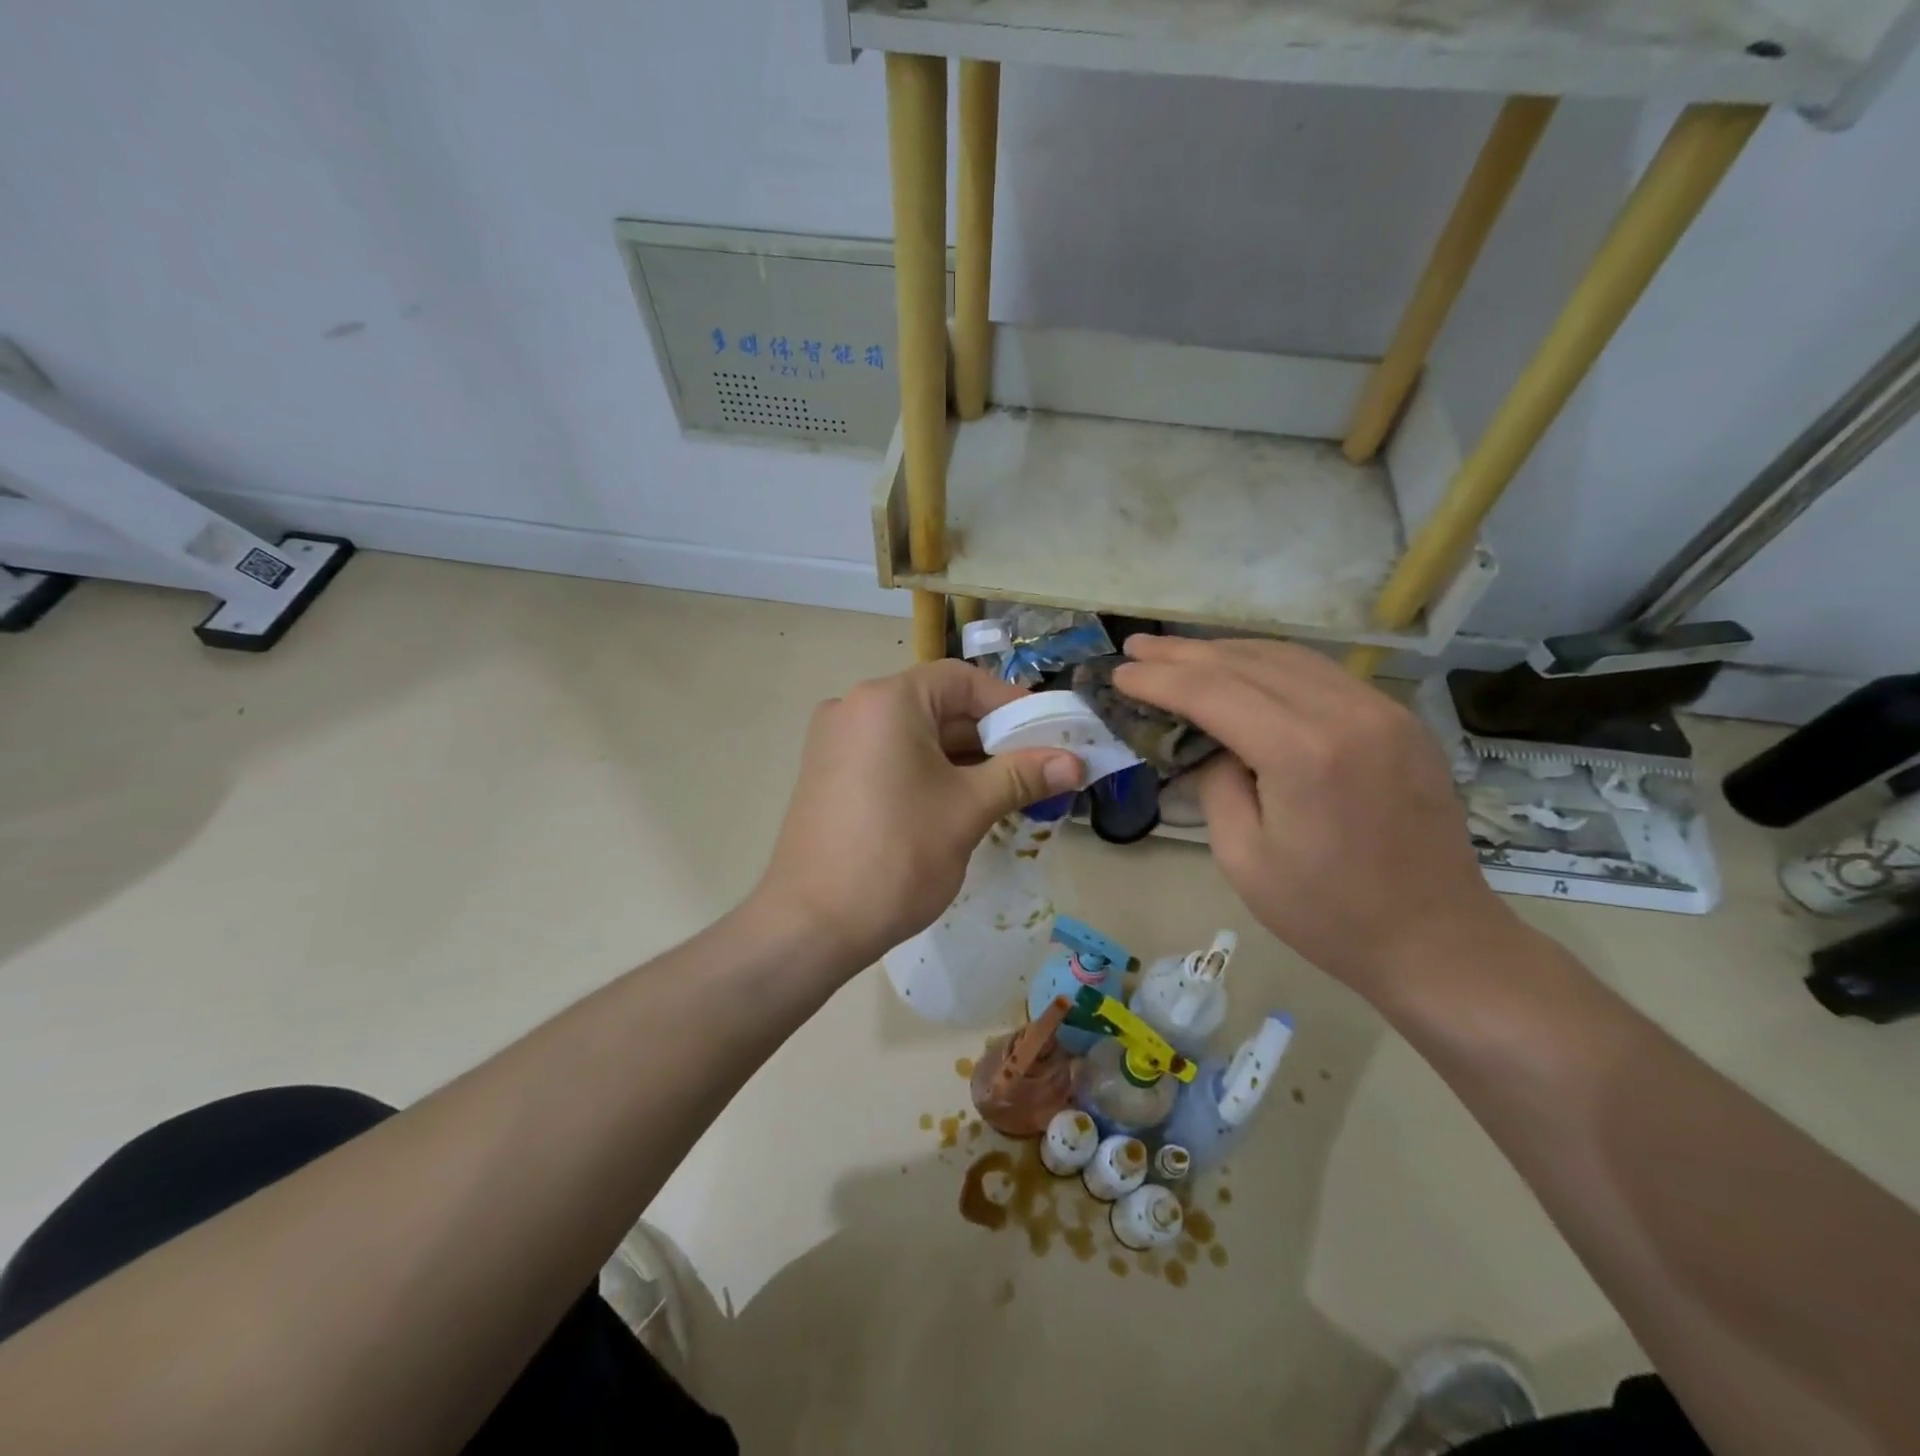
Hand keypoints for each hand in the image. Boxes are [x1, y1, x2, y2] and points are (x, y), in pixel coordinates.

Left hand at [751, 660, 1083, 972]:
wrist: (811, 925)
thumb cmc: (897, 856)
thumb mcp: (968, 810)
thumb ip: (1022, 776)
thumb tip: (1076, 762)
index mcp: (887, 700)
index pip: (962, 680)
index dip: (1011, 704)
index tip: (1049, 735)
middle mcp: (855, 708)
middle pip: (939, 706)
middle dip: (991, 737)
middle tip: (1037, 768)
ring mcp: (836, 742)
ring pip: (917, 736)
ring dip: (964, 758)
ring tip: (1009, 792)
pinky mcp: (830, 775)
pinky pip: (892, 758)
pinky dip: (930, 772)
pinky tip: (962, 804)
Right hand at [1114, 636, 1514, 1000]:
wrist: (1436, 940)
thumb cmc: (1327, 914)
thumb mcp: (1243, 858)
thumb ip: (1216, 785)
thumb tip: (1212, 744)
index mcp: (1302, 754)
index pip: (1213, 693)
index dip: (1160, 680)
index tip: (1120, 673)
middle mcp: (1345, 714)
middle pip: (1247, 663)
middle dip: (1184, 654)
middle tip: (1137, 647)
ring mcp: (1381, 710)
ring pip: (1286, 657)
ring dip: (1226, 651)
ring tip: (1179, 652)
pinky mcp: (1399, 719)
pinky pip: (1321, 673)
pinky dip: (1270, 664)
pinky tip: (1242, 669)